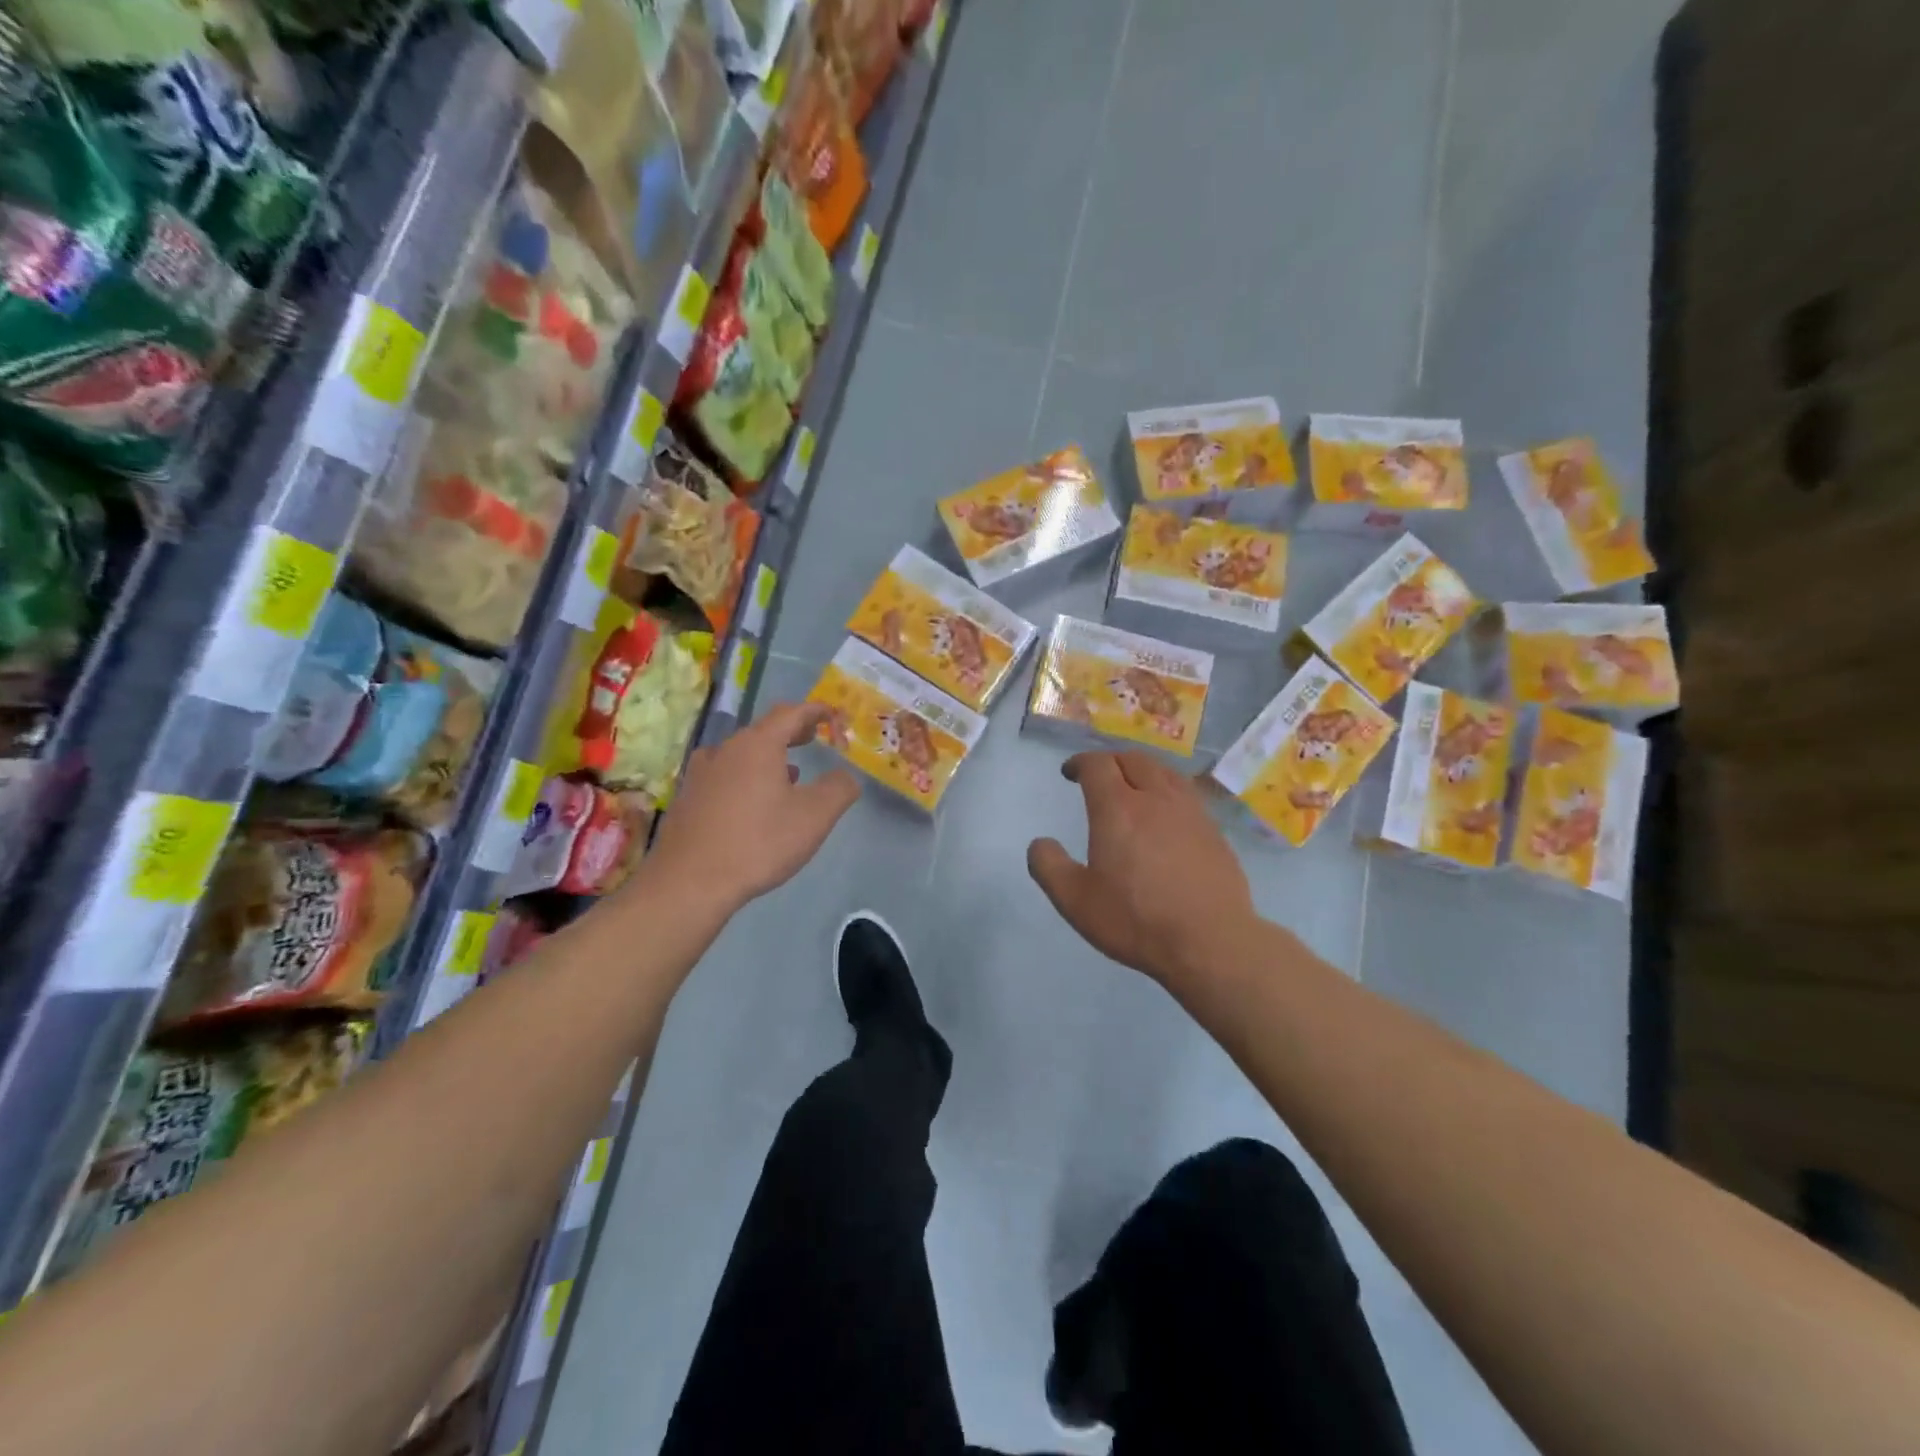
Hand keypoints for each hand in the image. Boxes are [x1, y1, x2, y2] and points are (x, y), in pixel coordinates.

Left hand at [647, 701, 860, 913]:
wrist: (689, 881)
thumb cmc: (759, 842)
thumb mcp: (815, 817)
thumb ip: (839, 789)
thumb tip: (846, 775)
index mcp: (758, 745)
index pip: (792, 712)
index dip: (816, 711)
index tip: (833, 715)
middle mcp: (726, 749)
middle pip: (764, 729)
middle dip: (793, 731)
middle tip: (813, 739)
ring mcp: (702, 773)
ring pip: (742, 753)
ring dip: (769, 756)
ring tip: (789, 774)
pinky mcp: (688, 797)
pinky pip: (725, 774)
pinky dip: (747, 776)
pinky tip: (753, 803)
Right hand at [1028, 751, 1256, 987]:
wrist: (1210, 942)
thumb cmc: (1136, 919)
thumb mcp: (1075, 900)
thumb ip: (1049, 867)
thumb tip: (1040, 843)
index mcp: (1117, 808)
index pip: (1097, 765)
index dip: (1080, 763)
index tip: (1070, 773)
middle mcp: (1155, 798)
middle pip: (1133, 760)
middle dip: (1111, 760)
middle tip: (1099, 775)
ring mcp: (1190, 812)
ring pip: (1165, 772)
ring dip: (1142, 770)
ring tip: (1133, 786)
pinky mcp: (1214, 831)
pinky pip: (1186, 794)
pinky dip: (1167, 790)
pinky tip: (1167, 813)